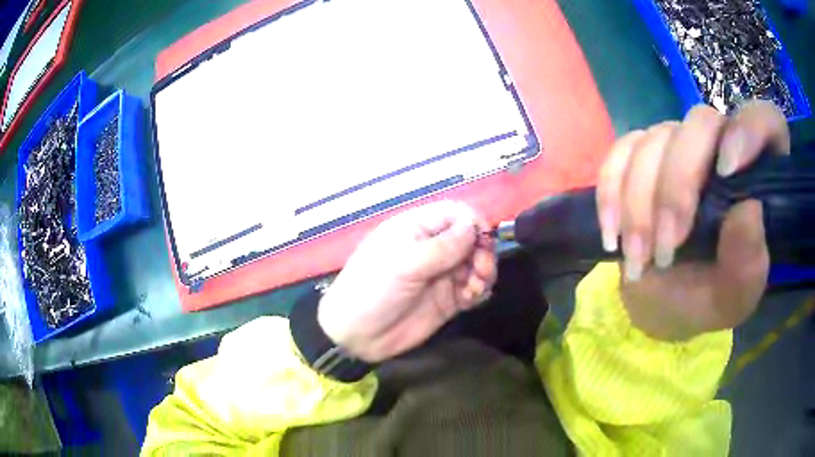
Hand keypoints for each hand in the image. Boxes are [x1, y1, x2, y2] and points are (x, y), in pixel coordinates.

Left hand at [318, 201, 497, 361]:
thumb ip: (442, 247)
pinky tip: (472, 298)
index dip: (472, 222)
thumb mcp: (404, 264)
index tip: (484, 240)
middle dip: (482, 250)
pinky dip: (479, 290)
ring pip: (476, 263)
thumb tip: (473, 227)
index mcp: (416, 229)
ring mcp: (441, 275)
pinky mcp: (448, 299)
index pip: (454, 214)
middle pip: (470, 238)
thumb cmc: (373, 290)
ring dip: (484, 272)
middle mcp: (432, 248)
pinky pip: (473, 288)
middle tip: (481, 269)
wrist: (357, 335)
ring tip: (475, 287)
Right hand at [597, 101, 789, 340]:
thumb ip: (748, 265)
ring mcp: (678, 145)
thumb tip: (748, 211)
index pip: (766, 122)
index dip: (749, 130)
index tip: (726, 172)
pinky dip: (611, 193)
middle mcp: (720, 147)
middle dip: (678, 187)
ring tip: (639, 260)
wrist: (660, 303)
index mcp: (757, 177)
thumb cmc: (705, 300)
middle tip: (666, 248)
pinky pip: (620, 152)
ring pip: (655, 139)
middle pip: (701, 123)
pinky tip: (612, 234)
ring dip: (640, 205)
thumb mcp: (733, 299)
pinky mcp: (640, 154)